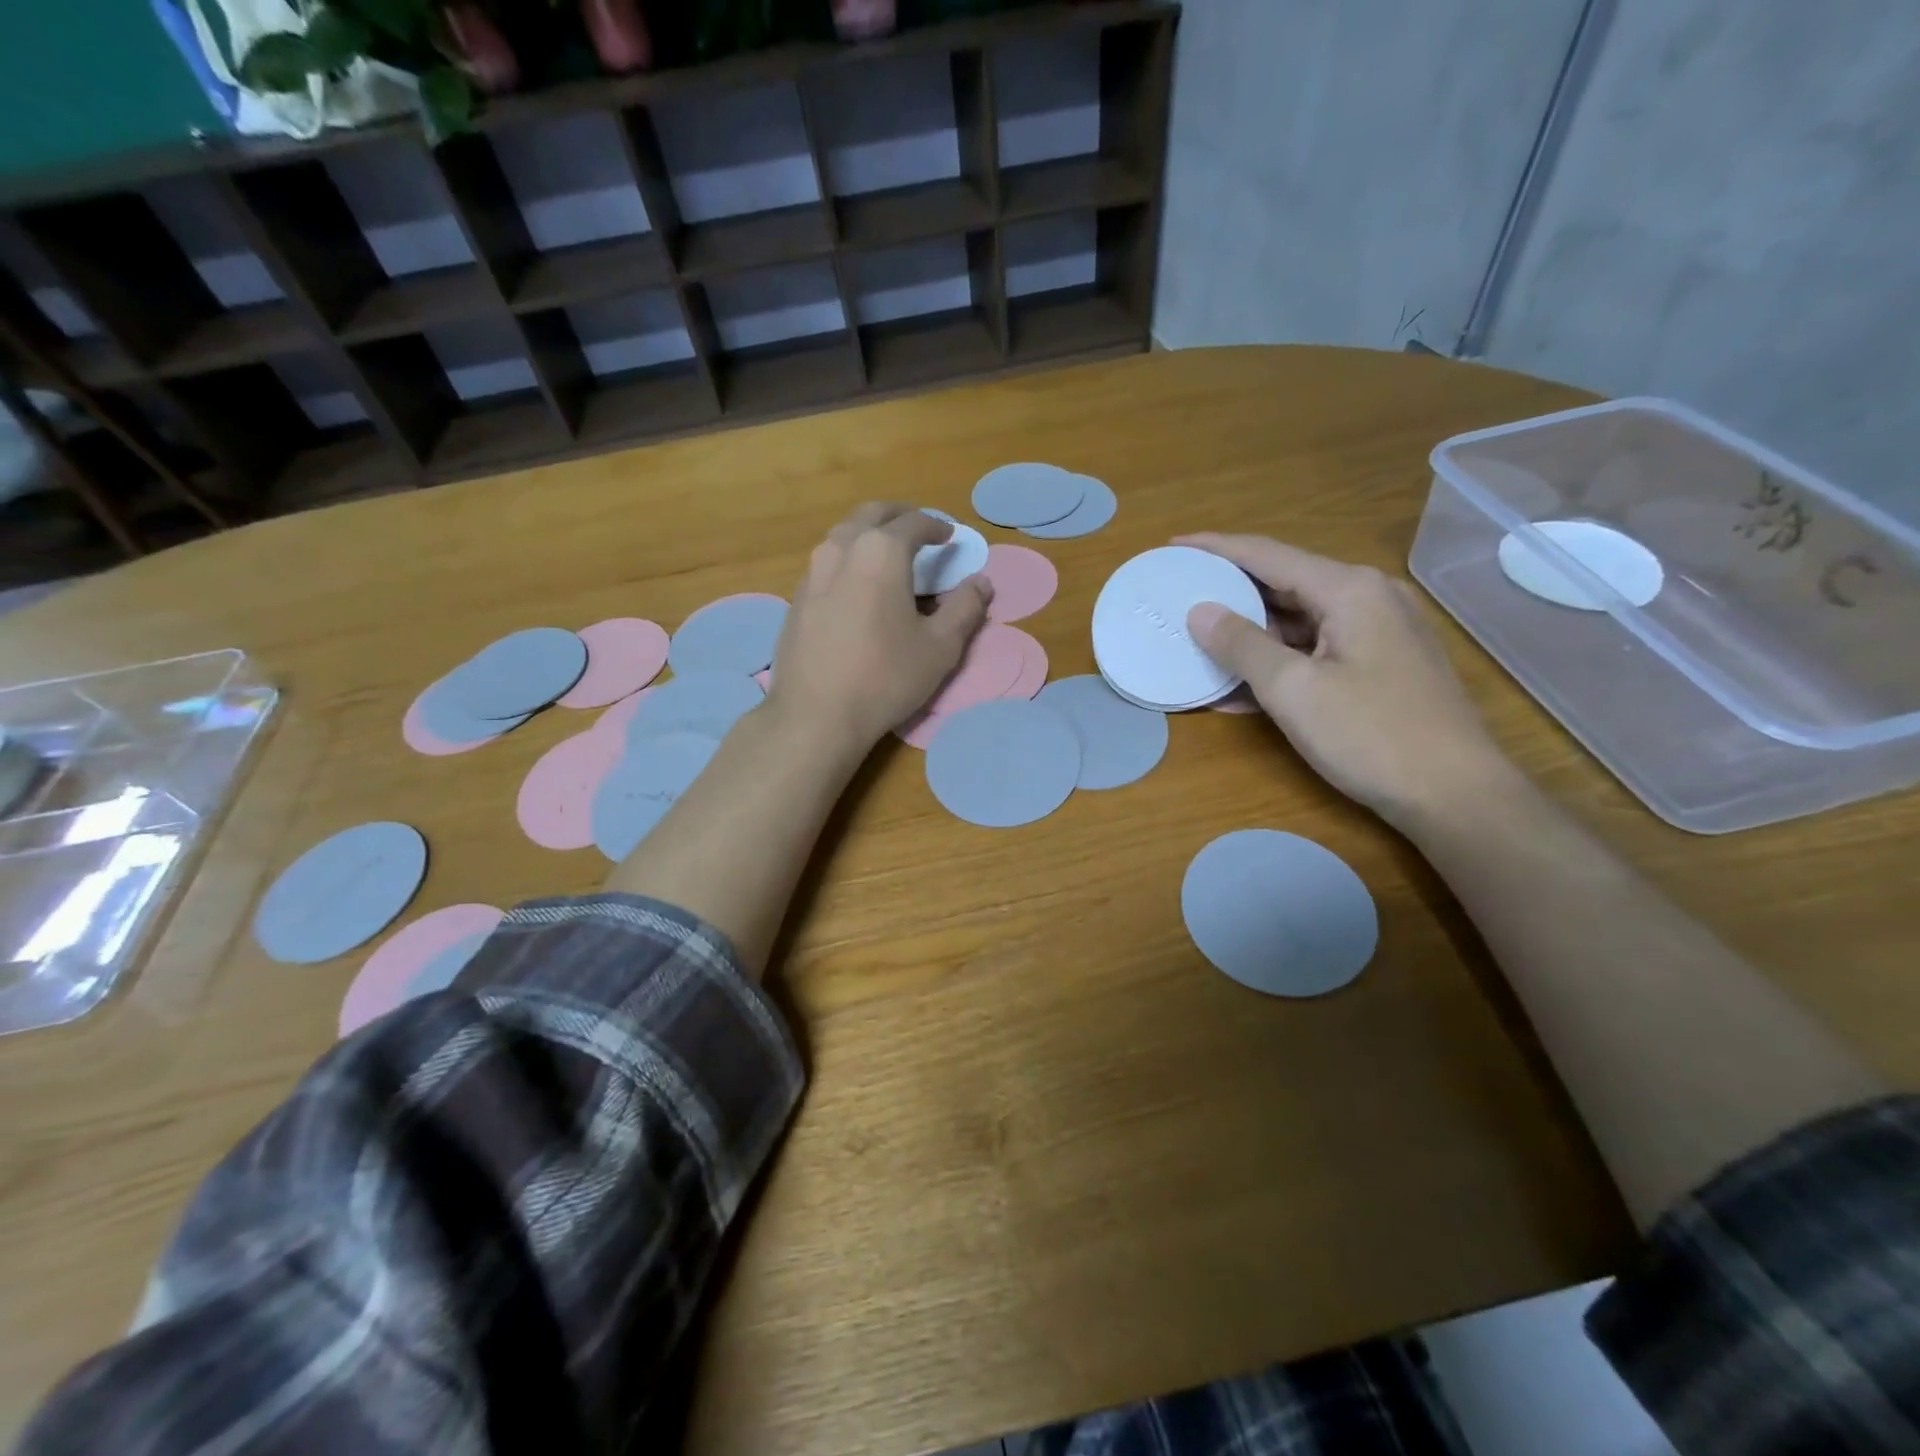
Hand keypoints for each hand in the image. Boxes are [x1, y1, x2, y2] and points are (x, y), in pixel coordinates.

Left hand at [766, 503, 993, 758]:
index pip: (914, 522)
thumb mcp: (940, 647)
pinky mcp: (797, 598)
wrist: (816, 715)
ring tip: (889, 556)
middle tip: (919, 530)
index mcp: (881, 552)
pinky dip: (850, 559)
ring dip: (870, 534)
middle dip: (899, 516)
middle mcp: (841, 549)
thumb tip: (982, 582)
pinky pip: (828, 562)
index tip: (950, 537)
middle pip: (872, 514)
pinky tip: (859, 587)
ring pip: (844, 535)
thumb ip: (965, 608)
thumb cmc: (886, 677)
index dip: (937, 526)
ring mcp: (812, 572)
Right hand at [1179, 532, 1512, 830]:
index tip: (1173, 545)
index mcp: (1349, 590)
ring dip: (1249, 634)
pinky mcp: (1379, 667)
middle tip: (1181, 594)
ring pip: (1298, 621)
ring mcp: (1377, 634)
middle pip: (1285, 583)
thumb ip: (1242, 644)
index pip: (1268, 555)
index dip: (1217, 548)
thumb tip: (1199, 611)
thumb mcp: (1293, 689)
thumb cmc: (1370, 734)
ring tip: (1198, 639)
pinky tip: (1237, 686)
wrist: (1454, 794)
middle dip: (1231, 590)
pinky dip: (1276, 662)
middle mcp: (1368, 599)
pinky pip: (1314, 651)